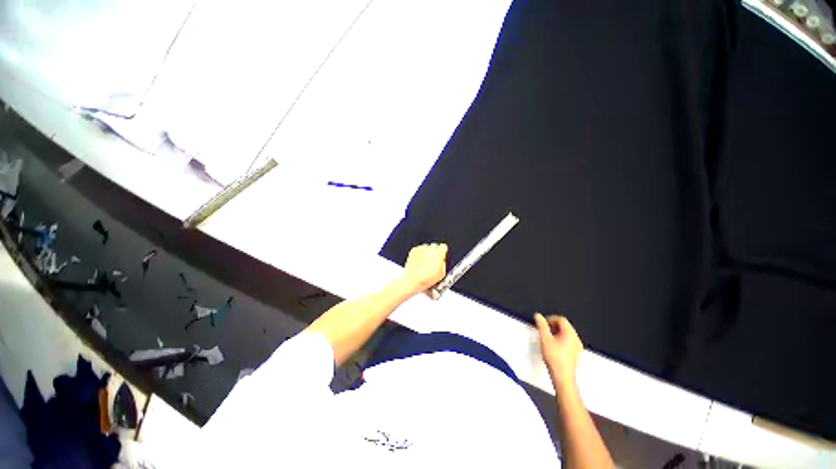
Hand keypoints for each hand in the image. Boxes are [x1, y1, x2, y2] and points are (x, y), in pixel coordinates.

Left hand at [400, 243, 447, 294]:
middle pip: (435, 246)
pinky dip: (419, 253)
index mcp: (439, 253)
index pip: (443, 246)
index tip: (441, 254)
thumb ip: (443, 263)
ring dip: (426, 252)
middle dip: (434, 252)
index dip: (442, 251)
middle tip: (432, 260)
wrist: (413, 280)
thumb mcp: (441, 273)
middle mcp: (430, 249)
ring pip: (426, 247)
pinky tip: (419, 262)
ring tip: (424, 262)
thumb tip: (442, 260)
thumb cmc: (427, 278)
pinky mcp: (414, 250)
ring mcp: (421, 249)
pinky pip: (418, 249)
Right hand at [535, 313, 582, 387]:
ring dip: (558, 333)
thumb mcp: (544, 339)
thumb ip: (541, 325)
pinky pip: (570, 342)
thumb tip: (538, 316)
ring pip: (568, 334)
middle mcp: (576, 339)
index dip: (551, 319)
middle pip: (566, 326)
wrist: (562, 376)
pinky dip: (562, 340)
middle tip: (545, 330)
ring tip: (548, 338)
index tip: (543, 323)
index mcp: (570, 333)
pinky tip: (555, 347)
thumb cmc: (554, 357)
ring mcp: (578, 347)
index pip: (562, 319)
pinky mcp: (577, 354)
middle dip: (554, 326)